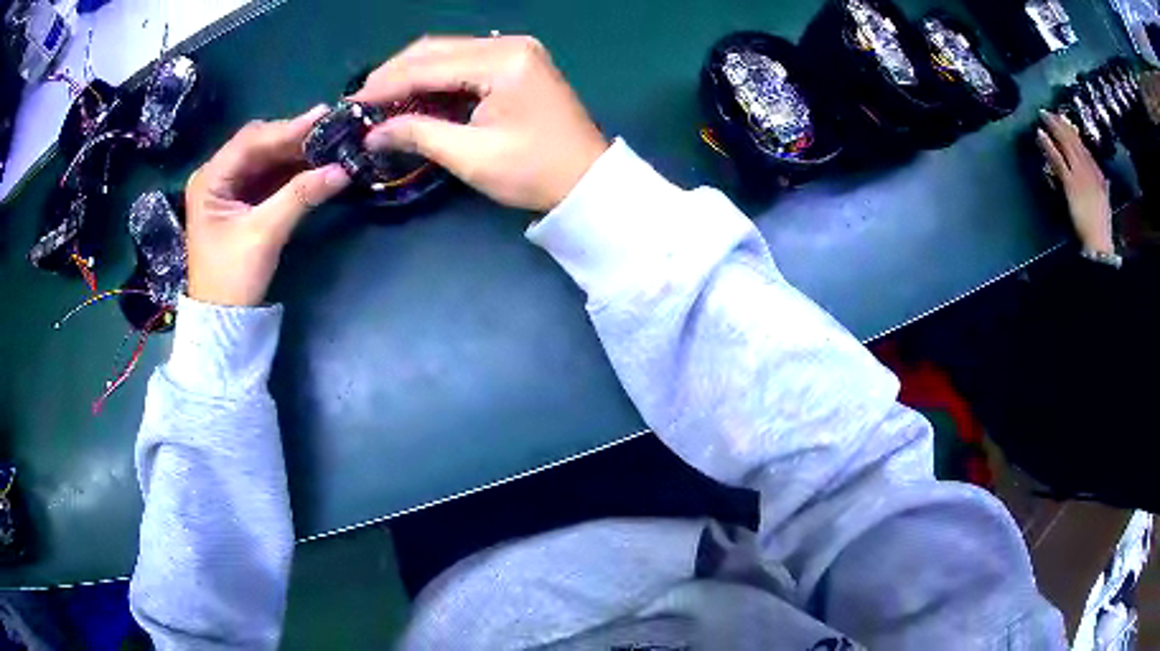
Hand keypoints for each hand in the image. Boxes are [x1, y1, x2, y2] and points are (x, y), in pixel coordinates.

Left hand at [185, 107, 350, 306]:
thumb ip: (300, 196)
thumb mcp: (265, 234)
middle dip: (293, 137)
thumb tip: (343, 170)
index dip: (287, 128)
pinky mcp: (241, 201)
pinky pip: (269, 175)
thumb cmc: (232, 278)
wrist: (222, 320)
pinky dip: (291, 170)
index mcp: (209, 179)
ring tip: (329, 142)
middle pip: (258, 145)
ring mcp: (228, 188)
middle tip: (331, 128)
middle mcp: (216, 176)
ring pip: (266, 158)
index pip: (250, 141)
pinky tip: (314, 163)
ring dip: (295, 152)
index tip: (324, 118)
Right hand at [351, 35, 608, 211]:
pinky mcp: (518, 63)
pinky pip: (465, 63)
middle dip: (395, 74)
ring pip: (448, 53)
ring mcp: (517, 51)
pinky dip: (437, 78)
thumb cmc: (533, 172)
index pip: (429, 66)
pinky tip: (414, 95)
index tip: (352, 102)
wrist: (587, 181)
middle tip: (362, 100)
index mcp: (503, 62)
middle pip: (436, 50)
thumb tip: (373, 135)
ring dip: (413, 74)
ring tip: (380, 99)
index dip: (386, 84)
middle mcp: (510, 45)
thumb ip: (418, 135)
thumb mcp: (470, 156)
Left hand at [1037, 110, 1113, 254]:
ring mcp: (1080, 175)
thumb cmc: (1101, 227)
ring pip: (1065, 145)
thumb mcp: (1105, 202)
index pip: (1084, 148)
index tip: (1064, 119)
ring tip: (1043, 116)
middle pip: (1074, 141)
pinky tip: (1040, 134)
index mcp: (1098, 174)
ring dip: (1054, 128)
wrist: (1099, 243)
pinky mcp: (1071, 183)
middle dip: (1061, 125)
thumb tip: (1105, 180)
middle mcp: (1089, 170)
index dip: (1073, 132)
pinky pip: (1057, 159)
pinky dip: (1049, 146)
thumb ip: (1104, 188)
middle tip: (1050, 112)